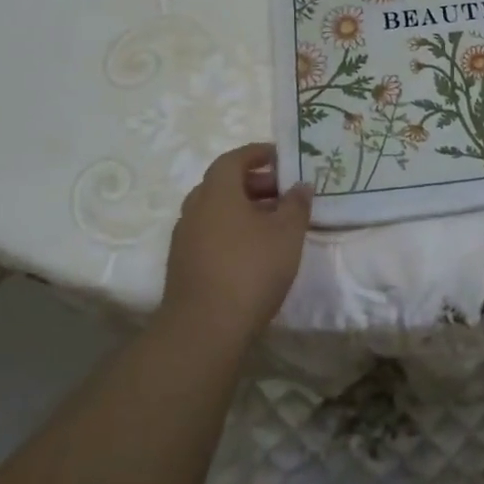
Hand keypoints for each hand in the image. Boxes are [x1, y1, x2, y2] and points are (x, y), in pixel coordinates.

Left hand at [160, 143, 311, 354]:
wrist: (204, 330)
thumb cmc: (250, 270)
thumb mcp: (287, 233)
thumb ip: (296, 204)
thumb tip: (301, 185)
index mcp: (217, 192)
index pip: (234, 159)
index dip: (257, 154)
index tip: (280, 157)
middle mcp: (195, 208)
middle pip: (223, 184)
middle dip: (254, 183)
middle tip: (283, 192)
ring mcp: (184, 238)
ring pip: (216, 211)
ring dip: (243, 209)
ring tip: (273, 223)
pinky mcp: (183, 265)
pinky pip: (209, 234)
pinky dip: (231, 231)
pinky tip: (253, 250)